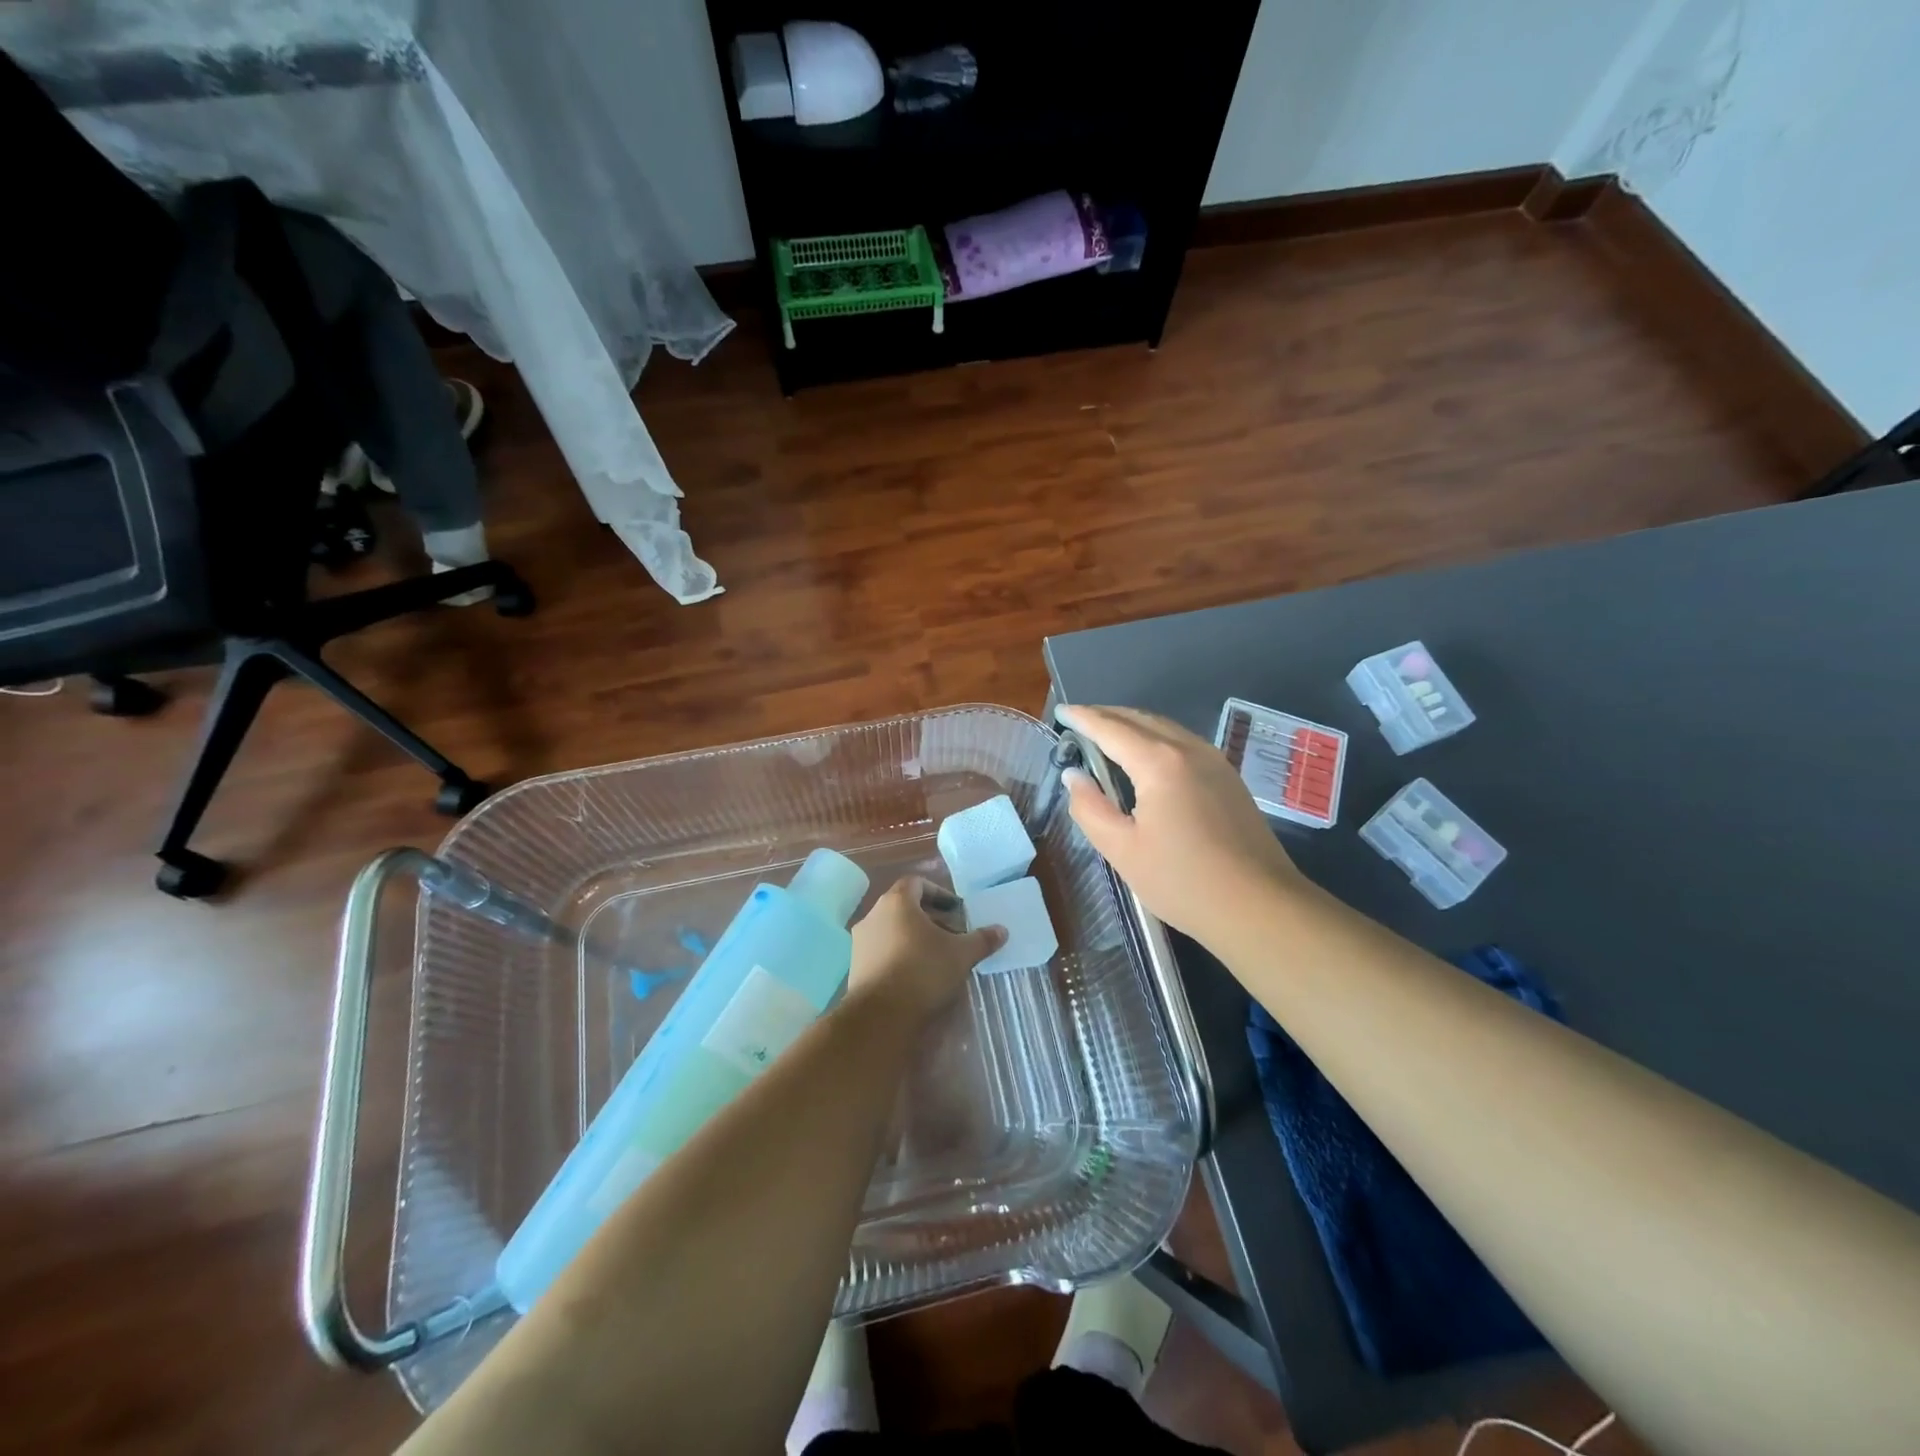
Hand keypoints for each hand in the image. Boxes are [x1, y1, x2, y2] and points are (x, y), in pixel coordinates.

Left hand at [849, 876, 1006, 1023]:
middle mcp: (874, 915)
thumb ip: (981, 939)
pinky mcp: (855, 966)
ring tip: (936, 957)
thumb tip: (1002, 930)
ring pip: (892, 929)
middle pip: (904, 906)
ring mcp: (861, 941)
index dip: (938, 893)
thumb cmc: (922, 971)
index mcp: (897, 902)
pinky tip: (916, 975)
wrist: (879, 1015)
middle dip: (930, 918)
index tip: (955, 910)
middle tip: (952, 935)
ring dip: (914, 937)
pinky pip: (882, 950)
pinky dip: (899, 955)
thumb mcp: (960, 954)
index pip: (917, 883)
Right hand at [1060, 705, 1302, 947]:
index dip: (1083, 718)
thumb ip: (1091, 808)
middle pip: (1140, 719)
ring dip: (1132, 725)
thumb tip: (1073, 777)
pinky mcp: (1229, 778)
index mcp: (1159, 762)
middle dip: (1107, 716)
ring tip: (1107, 735)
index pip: (1111, 729)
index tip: (1060, 710)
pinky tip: (1146, 758)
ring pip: (1165, 728)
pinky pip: (1183, 743)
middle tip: (1078, 721)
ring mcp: (1215, 761)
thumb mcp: (1123, 850)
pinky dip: (1155, 739)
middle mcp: (1189, 749)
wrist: (1261, 906)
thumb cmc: (1183, 881)